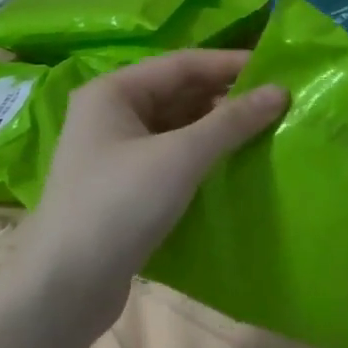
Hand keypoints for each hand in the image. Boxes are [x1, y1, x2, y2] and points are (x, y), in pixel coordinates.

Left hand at [21, 50, 286, 326]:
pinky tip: (231, 168)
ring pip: (175, 129)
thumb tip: (279, 91)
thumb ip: (231, 122)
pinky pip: (170, 160)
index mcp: (113, 92)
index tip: (278, 71)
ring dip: (215, 130)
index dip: (230, 64)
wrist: (67, 283)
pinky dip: (200, 159)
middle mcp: (110, 115)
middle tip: (277, 105)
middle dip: (225, 98)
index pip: (182, 64)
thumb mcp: (180, 157)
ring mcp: (115, 154)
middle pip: (178, 94)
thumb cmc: (120, 205)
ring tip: (264, 133)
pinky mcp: (124, 189)